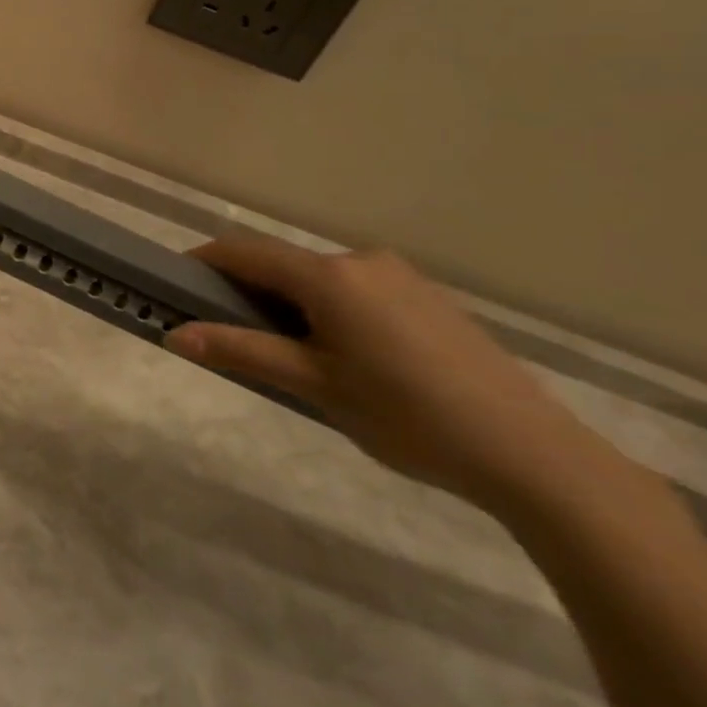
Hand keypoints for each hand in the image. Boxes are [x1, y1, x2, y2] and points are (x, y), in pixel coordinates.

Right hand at [167, 237, 596, 508]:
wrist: (534, 454)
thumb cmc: (407, 416)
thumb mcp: (315, 385)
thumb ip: (242, 352)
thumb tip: (176, 336)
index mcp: (328, 276)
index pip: (242, 252)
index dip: (201, 264)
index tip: (173, 288)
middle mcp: (360, 260)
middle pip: (281, 264)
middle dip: (247, 291)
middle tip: (232, 337)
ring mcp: (400, 275)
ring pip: (319, 279)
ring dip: (290, 303)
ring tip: (293, 357)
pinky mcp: (427, 297)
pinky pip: (356, 290)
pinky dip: (330, 310)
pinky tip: (349, 358)